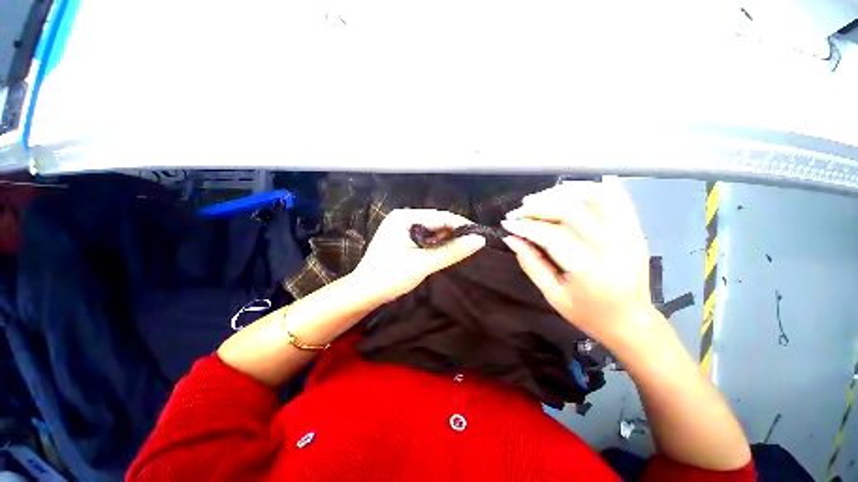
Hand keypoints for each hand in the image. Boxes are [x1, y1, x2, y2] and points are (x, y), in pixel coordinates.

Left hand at [351, 209, 485, 304]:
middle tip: (474, 245)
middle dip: (454, 233)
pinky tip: (446, 253)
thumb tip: (480, 240)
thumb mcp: (424, 263)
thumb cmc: (390, 276)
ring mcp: (402, 229)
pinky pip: (426, 239)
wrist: (364, 293)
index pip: (440, 216)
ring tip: (463, 250)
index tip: (481, 236)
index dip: (461, 225)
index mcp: (404, 217)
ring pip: (433, 231)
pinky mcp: (403, 240)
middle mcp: (403, 218)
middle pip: (437, 222)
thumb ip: (452, 251)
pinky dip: (437, 246)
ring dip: (447, 240)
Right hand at [500, 178, 658, 350]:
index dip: (525, 226)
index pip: (551, 235)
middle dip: (537, 206)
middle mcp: (612, 246)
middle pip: (570, 211)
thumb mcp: (553, 295)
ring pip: (594, 196)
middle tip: (518, 211)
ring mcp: (629, 234)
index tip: (507, 223)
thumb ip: (530, 264)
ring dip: (561, 192)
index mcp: (590, 269)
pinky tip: (570, 189)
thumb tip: (510, 239)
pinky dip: (592, 187)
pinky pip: (617, 197)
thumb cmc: (588, 314)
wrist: (631, 321)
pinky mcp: (636, 229)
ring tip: (538, 198)